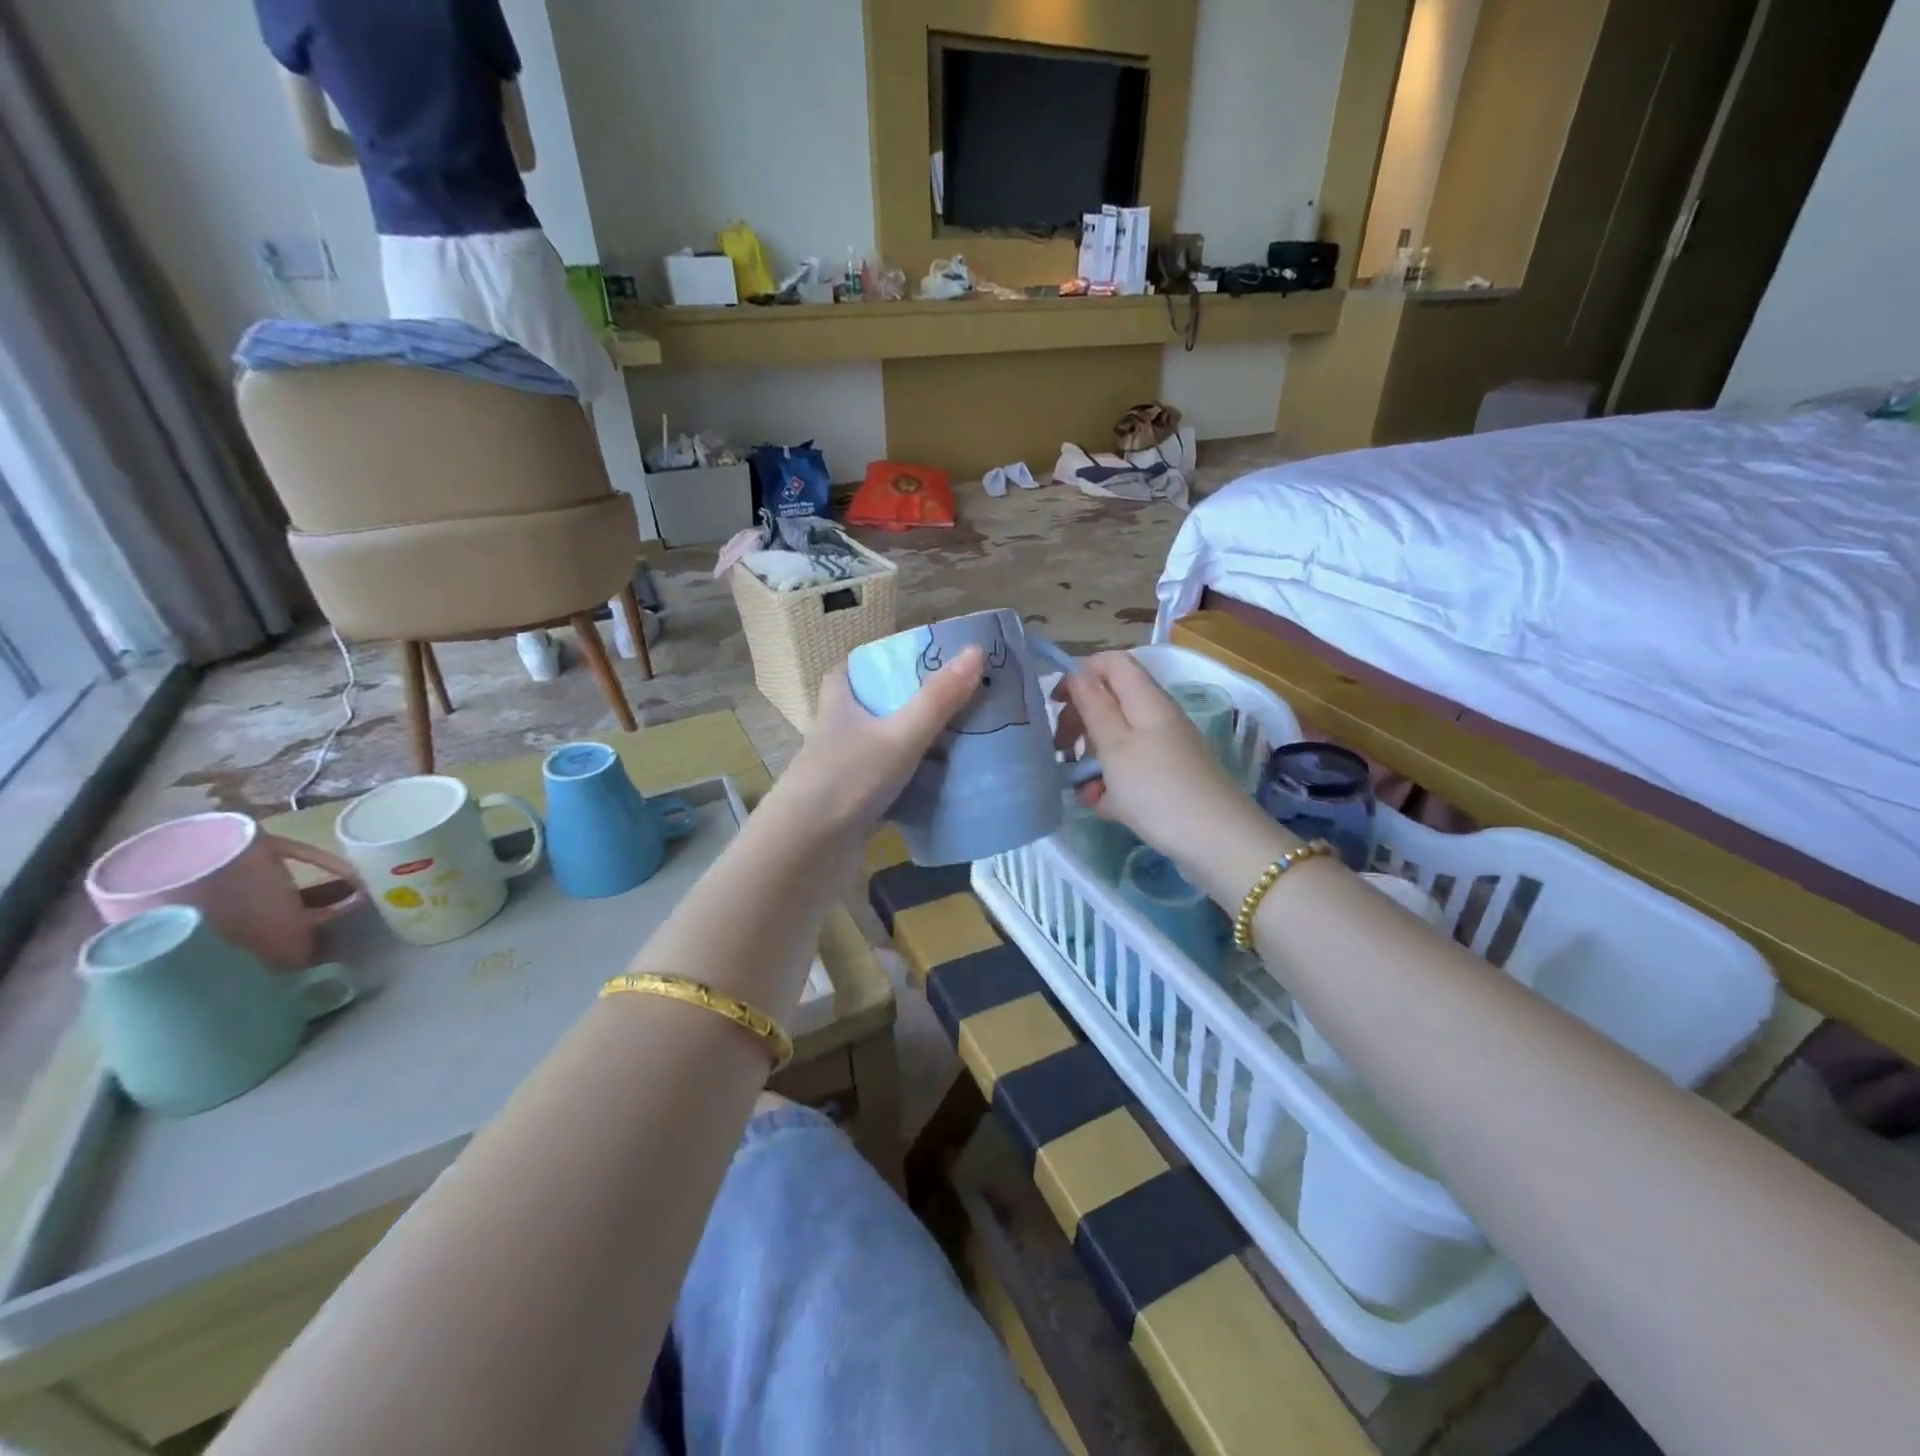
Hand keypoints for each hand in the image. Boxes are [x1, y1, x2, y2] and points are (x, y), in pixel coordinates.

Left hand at [769, 646, 984, 844]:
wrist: (805, 854)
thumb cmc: (847, 781)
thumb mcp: (899, 735)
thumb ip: (938, 699)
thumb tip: (976, 651)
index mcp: (838, 709)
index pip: (845, 673)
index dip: (871, 664)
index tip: (907, 662)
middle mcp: (837, 738)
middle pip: (870, 712)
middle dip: (906, 707)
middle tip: (951, 702)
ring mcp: (843, 776)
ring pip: (882, 752)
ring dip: (912, 748)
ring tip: (959, 742)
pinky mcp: (853, 810)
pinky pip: (889, 789)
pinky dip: (913, 787)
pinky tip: (943, 790)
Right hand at [1057, 653, 1260, 865]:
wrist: (1216, 842)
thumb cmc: (1157, 789)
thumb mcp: (1115, 746)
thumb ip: (1094, 706)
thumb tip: (1078, 672)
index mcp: (1146, 700)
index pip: (1111, 662)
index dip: (1080, 674)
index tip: (1055, 703)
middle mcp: (1156, 718)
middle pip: (1110, 701)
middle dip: (1080, 721)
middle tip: (1062, 748)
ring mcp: (1163, 749)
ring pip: (1116, 740)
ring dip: (1093, 759)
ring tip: (1084, 788)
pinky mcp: (1165, 778)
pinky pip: (1129, 770)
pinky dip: (1112, 784)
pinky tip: (1104, 806)